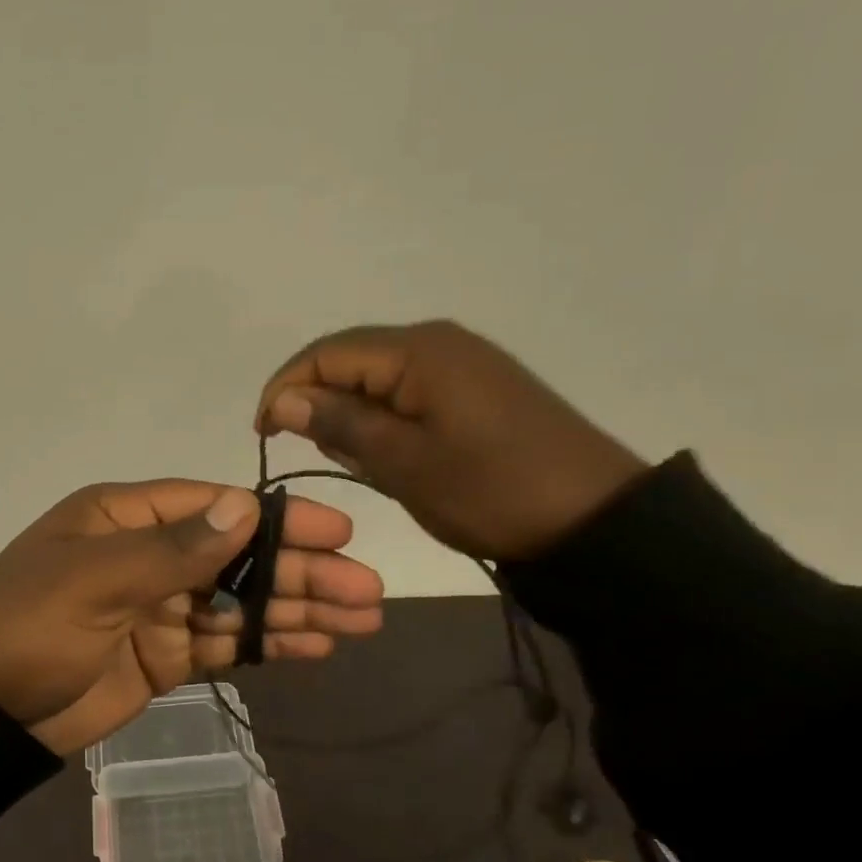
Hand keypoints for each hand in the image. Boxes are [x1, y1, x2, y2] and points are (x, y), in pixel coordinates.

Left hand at [0, 480, 382, 755]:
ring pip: (241, 601)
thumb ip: (173, 548)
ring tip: (362, 618)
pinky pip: (226, 643)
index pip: (215, 507)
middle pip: (239, 555)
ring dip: (297, 608)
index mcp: (127, 517)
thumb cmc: (29, 626)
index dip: (276, 518)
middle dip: (301, 569)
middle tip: (367, 587)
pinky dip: (268, 643)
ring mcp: (161, 607)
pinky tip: (317, 646)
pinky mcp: (166, 656)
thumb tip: (246, 506)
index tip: (337, 530)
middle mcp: (150, 554)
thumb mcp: (96, 578)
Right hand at [256, 321, 646, 561]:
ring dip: (357, 415)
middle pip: (352, 360)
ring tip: (365, 463)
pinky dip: (387, 420)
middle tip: (322, 456)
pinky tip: (395, 454)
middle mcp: (438, 341)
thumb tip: (282, 399)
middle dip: (322, 403)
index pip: (326, 353)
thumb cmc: (491, 491)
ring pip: (380, 378)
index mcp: (418, 351)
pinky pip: (410, 391)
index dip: (285, 388)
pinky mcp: (479, 387)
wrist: (597, 520)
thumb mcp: (404, 462)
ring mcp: (463, 362)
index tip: (264, 434)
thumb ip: (339, 423)